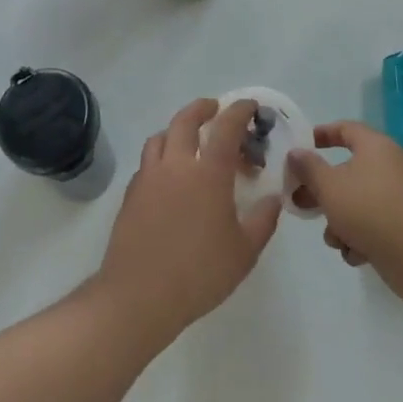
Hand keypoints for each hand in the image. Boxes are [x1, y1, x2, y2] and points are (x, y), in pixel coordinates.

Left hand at [94, 98, 280, 340]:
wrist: (140, 295)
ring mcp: (149, 177)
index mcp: (208, 172)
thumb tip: (272, 198)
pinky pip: (147, 163)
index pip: (226, 127)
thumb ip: (263, 220)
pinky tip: (169, 178)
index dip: (239, 111)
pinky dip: (161, 157)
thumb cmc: (200, 273)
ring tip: (188, 142)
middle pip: (185, 120)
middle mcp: (176, 165)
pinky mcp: (131, 194)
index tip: (250, 106)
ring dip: (176, 130)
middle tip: (215, 109)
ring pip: (160, 137)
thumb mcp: (245, 251)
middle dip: (202, 108)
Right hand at [287, 121, 402, 273]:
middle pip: (346, 170)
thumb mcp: (328, 186)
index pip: (345, 129)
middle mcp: (389, 166)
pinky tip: (356, 253)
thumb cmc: (367, 209)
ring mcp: (397, 197)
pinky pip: (371, 223)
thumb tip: (295, 153)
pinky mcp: (401, 225)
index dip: (321, 134)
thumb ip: (308, 167)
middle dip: (321, 190)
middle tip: (299, 202)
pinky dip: (359, 236)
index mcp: (375, 147)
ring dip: (339, 220)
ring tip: (334, 239)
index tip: (300, 146)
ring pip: (356, 201)